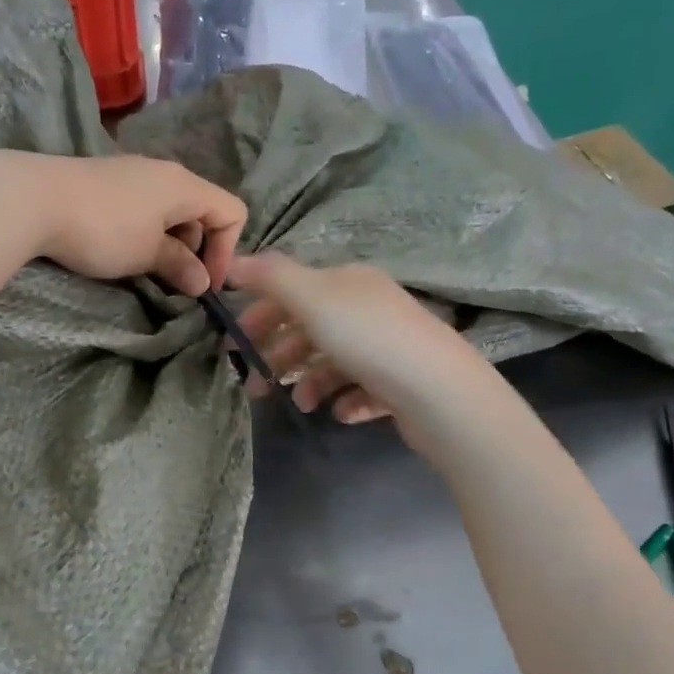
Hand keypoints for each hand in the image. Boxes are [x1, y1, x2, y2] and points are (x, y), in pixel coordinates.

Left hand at [13, 153, 246, 296]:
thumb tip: (202, 282)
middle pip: (202, 210)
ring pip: (170, 210)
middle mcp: (164, 172)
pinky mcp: (106, 181)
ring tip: (147, 269)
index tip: (205, 283)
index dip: (228, 251)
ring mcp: (132, 173)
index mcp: (184, 185)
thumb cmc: (103, 229)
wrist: (32, 199)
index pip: (232, 212)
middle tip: (175, 280)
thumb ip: (180, 265)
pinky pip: (143, 207)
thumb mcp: (148, 254)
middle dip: (197, 249)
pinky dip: (146, 232)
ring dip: (170, 243)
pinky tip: (121, 251)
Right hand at [226, 253, 500, 439]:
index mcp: (347, 283)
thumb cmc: (368, 338)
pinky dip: (345, 400)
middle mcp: (367, 309)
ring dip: (310, 383)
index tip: (233, 346)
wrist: (440, 391)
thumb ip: (270, 277)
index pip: (292, 291)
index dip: (259, 314)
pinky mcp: (400, 383)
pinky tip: (342, 412)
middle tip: (254, 386)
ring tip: (302, 405)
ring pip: (333, 363)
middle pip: (309, 329)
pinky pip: (361, 390)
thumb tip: (233, 261)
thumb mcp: (312, 298)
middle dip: (278, 356)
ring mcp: (386, 347)